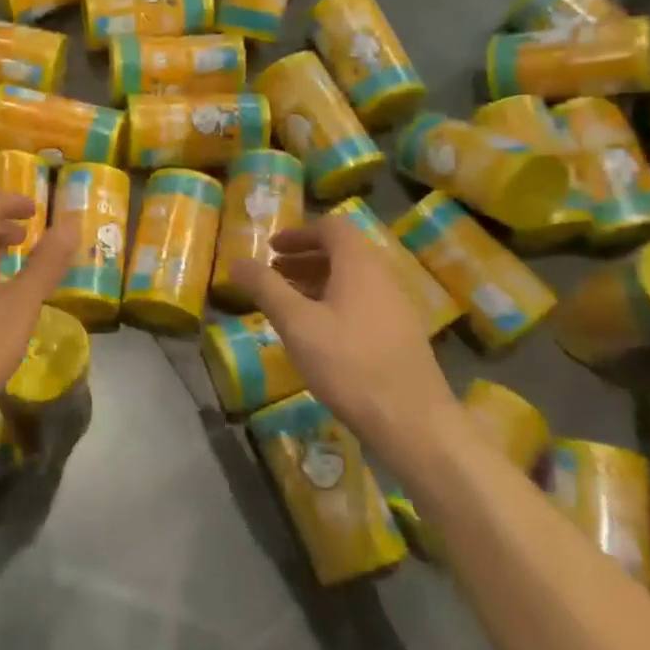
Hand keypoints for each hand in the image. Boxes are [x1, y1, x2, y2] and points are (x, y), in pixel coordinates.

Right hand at [231, 214, 457, 459]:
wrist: (412, 420)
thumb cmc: (348, 364)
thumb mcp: (296, 324)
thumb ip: (265, 288)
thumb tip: (237, 262)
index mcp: (360, 265)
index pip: (332, 228)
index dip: (299, 233)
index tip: (271, 248)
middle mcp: (383, 277)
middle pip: (343, 252)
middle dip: (305, 257)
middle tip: (274, 273)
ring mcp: (397, 306)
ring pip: (353, 279)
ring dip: (319, 280)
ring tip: (289, 301)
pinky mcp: (401, 334)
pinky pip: (363, 301)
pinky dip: (335, 301)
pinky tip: (318, 331)